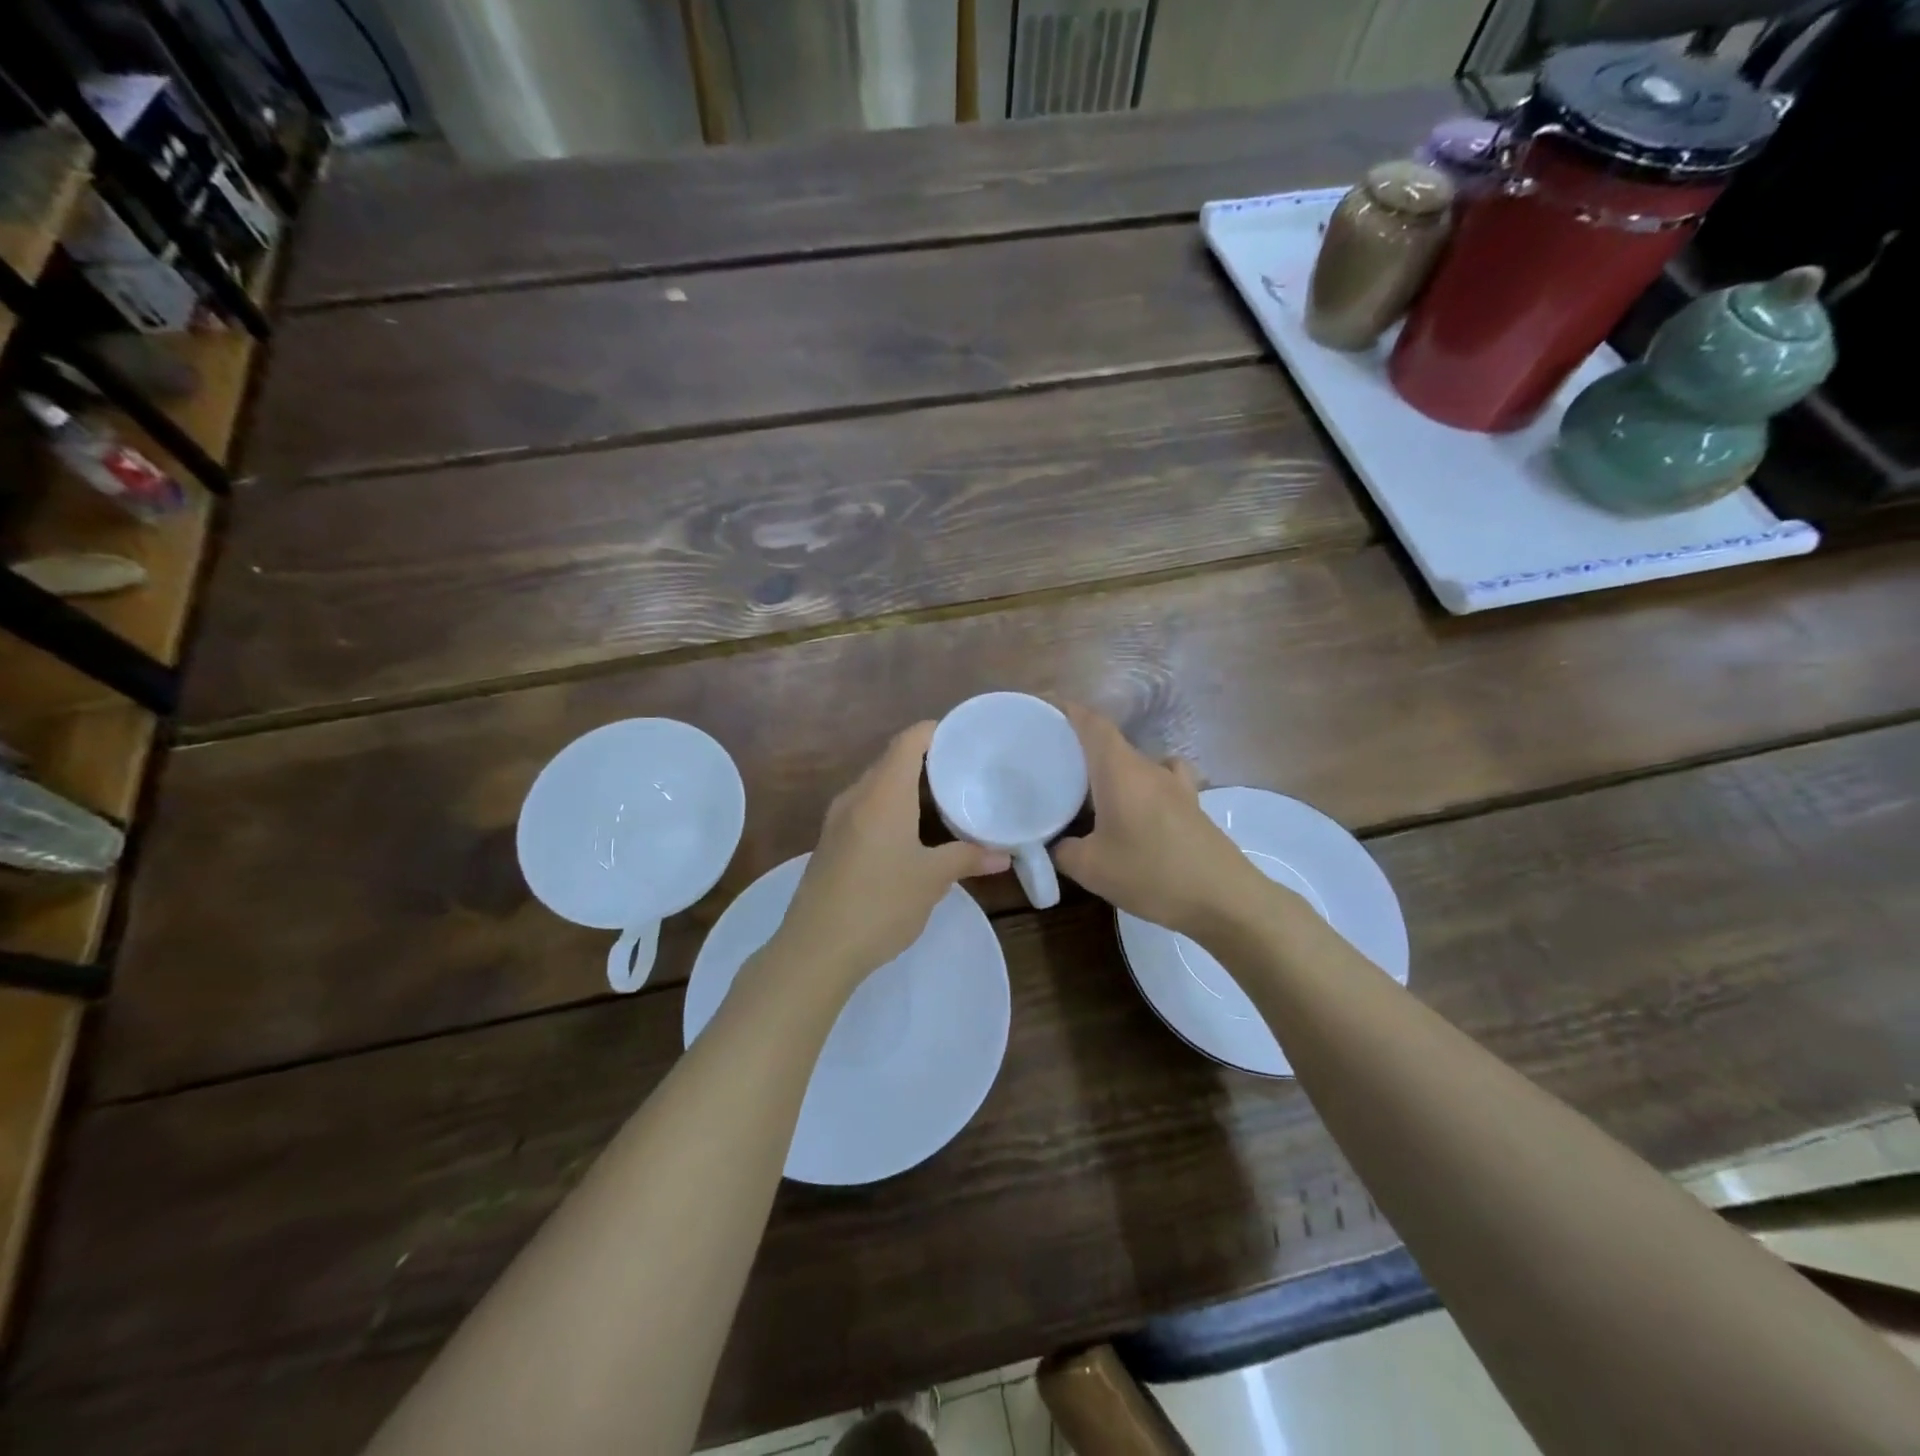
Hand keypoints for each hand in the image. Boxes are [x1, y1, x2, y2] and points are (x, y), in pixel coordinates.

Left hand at [768, 722, 1008, 996]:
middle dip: (926, 760)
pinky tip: (911, 833)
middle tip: (964, 771)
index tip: (964, 739)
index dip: (935, 732)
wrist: (816, 949)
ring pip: (877, 787)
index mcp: (882, 794)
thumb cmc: (880, 903)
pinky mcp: (830, 843)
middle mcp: (856, 797)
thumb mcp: (931, 880)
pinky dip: (891, 808)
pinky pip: (865, 809)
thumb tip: (1004, 855)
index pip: (908, 741)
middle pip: (891, 761)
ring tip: (944, 800)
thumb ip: (968, 858)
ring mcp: (837, 820)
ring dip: (907, 787)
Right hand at [1053, 704, 1263, 937]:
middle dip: (1080, 745)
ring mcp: (1174, 784)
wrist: (1223, 898)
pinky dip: (1142, 782)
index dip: (1067, 710)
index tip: (1043, 710)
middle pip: (1109, 741)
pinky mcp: (1191, 804)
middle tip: (1051, 762)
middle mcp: (1147, 767)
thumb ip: (1062, 850)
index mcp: (1119, 769)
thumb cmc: (1151, 873)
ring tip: (1089, 788)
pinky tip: (1137, 803)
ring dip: (1110, 767)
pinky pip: (1161, 778)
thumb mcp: (1091, 868)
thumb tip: (1053, 843)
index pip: (1091, 723)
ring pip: (1133, 761)